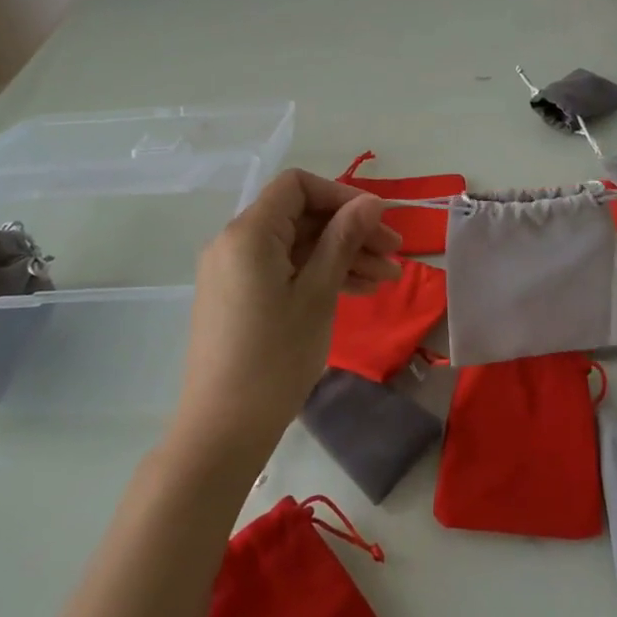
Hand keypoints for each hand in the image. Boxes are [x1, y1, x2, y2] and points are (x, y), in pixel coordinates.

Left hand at [174, 170, 401, 464]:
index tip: (377, 220)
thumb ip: (343, 239)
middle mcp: (234, 241)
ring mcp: (234, 270)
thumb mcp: (317, 294)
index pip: (297, 186)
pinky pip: (282, 269)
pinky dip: (316, 274)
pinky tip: (356, 290)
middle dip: (349, 230)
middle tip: (394, 254)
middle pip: (300, 216)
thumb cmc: (275, 357)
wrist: (222, 430)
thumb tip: (370, 202)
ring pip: (295, 245)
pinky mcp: (237, 295)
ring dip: (340, 255)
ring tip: (386, 278)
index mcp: (249, 232)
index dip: (341, 195)